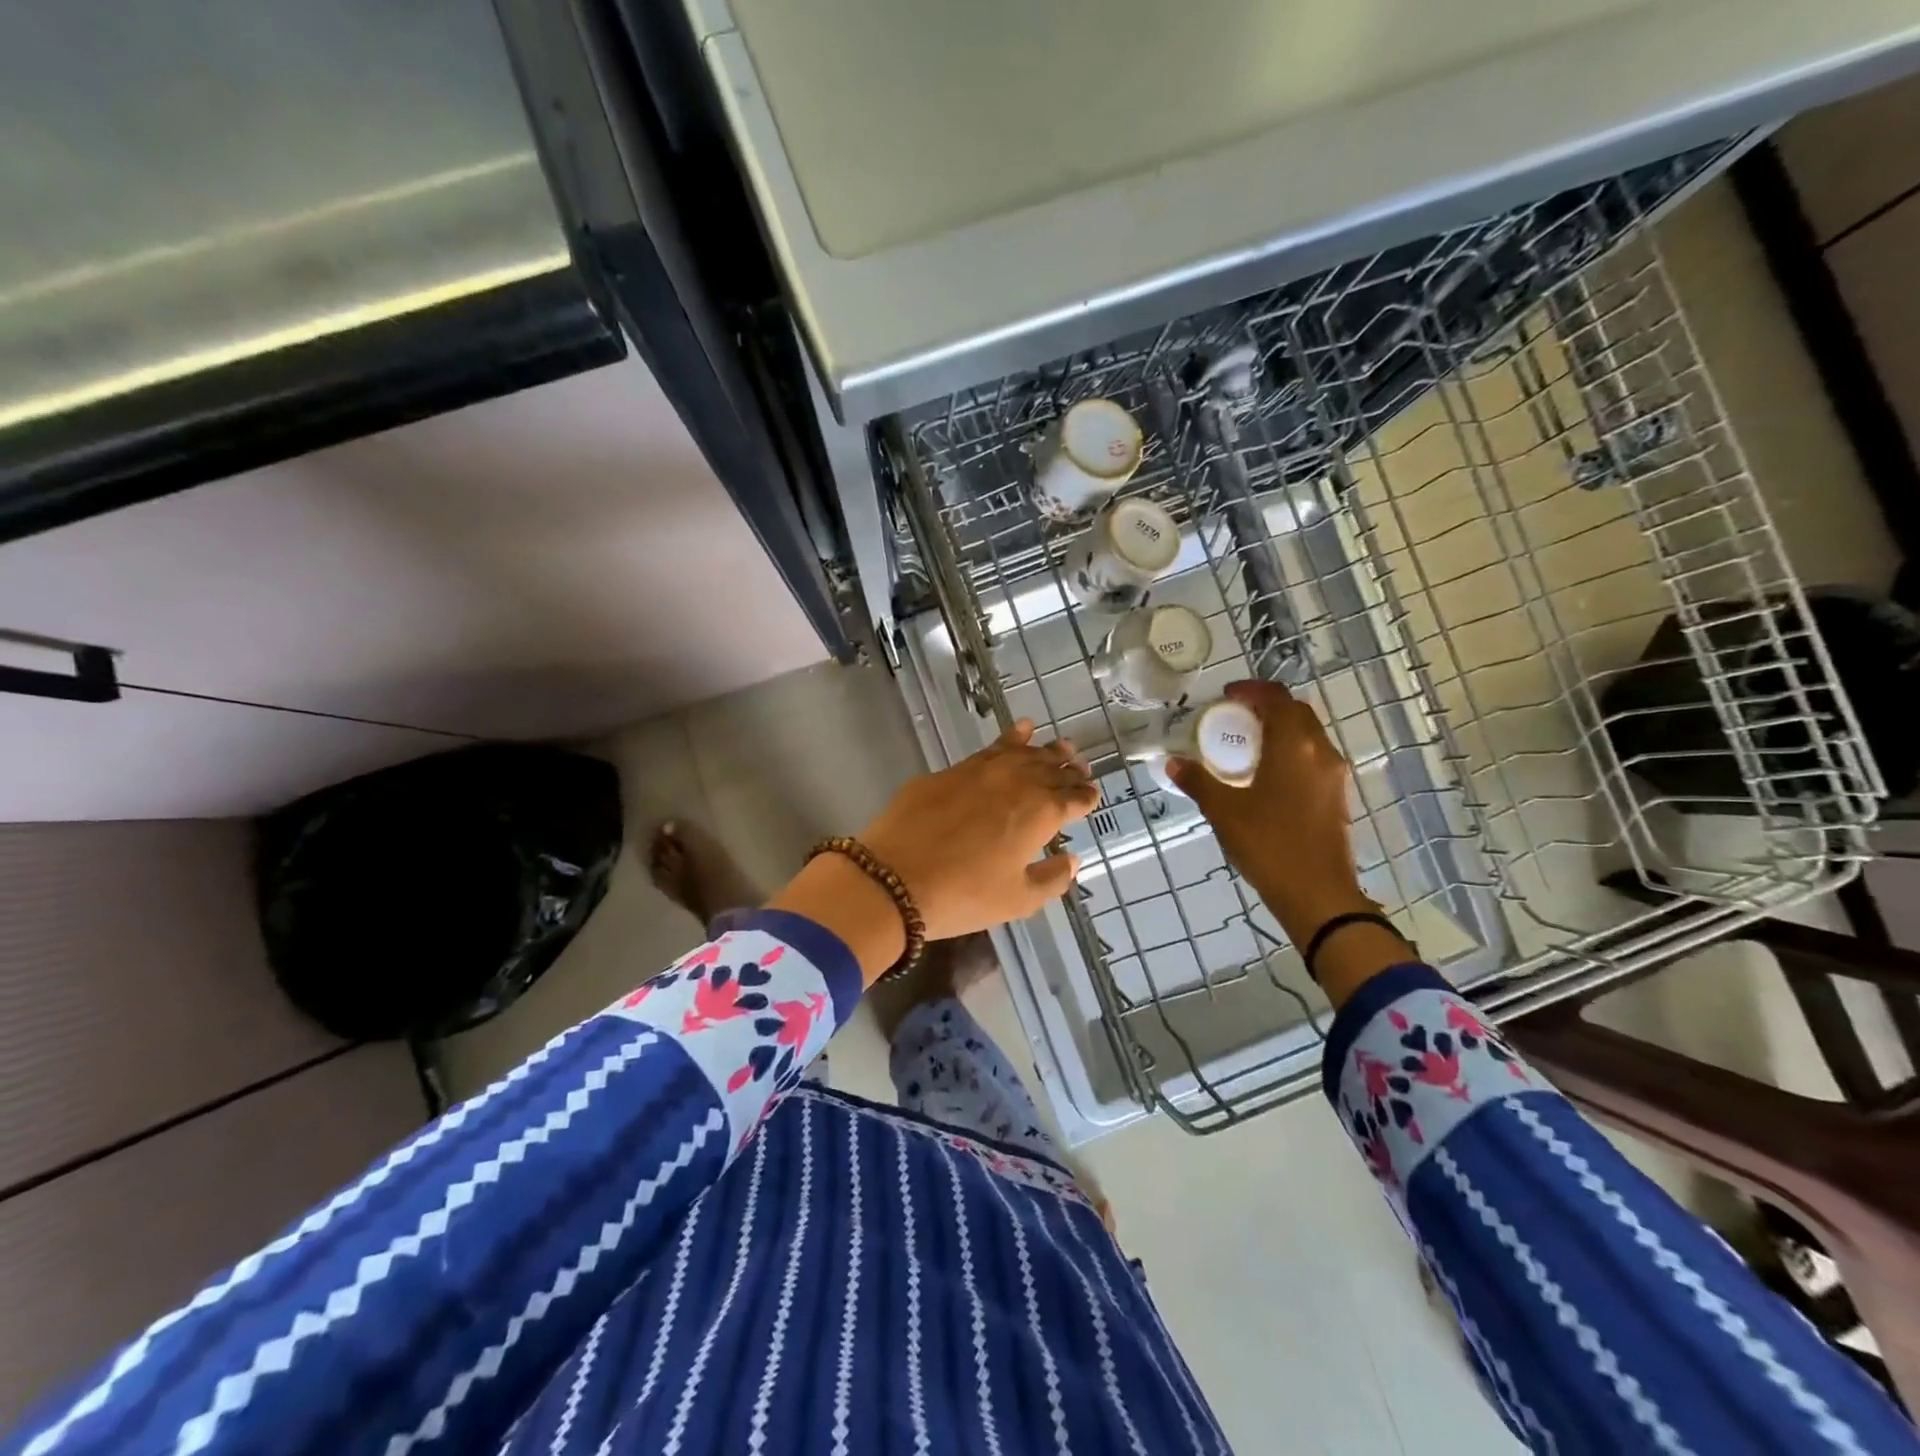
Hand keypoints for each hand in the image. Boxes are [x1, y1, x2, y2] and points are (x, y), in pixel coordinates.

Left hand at [858, 719, 1098, 939]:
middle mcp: (1017, 783)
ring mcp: (983, 771)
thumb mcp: (1017, 900)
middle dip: (1070, 769)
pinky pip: (991, 748)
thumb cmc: (963, 896)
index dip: (1085, 797)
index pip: (1073, 798)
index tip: (1092, 797)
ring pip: (1024, 753)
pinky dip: (1011, 737)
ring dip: (1046, 750)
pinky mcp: (952, 770)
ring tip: (1060, 746)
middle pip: (1051, 770)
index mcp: (1041, 814)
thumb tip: (1072, 861)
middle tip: (1080, 768)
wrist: (893, 877)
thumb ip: (1051, 879)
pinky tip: (1021, 729)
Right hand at [1167, 680, 1373, 948]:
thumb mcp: (1224, 812)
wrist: (1318, 895)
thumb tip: (1173, 762)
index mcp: (1294, 746)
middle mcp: (1320, 752)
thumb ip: (1198, 781)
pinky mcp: (1337, 796)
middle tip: (1235, 717)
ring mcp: (1334, 775)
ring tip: (1248, 745)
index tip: (1227, 695)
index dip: (1252, 690)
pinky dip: (1291, 752)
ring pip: (1308, 735)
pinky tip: (1267, 775)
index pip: (1277, 698)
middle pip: (1297, 712)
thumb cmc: (1268, 845)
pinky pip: (1313, 757)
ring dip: (1281, 729)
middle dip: (1267, 707)